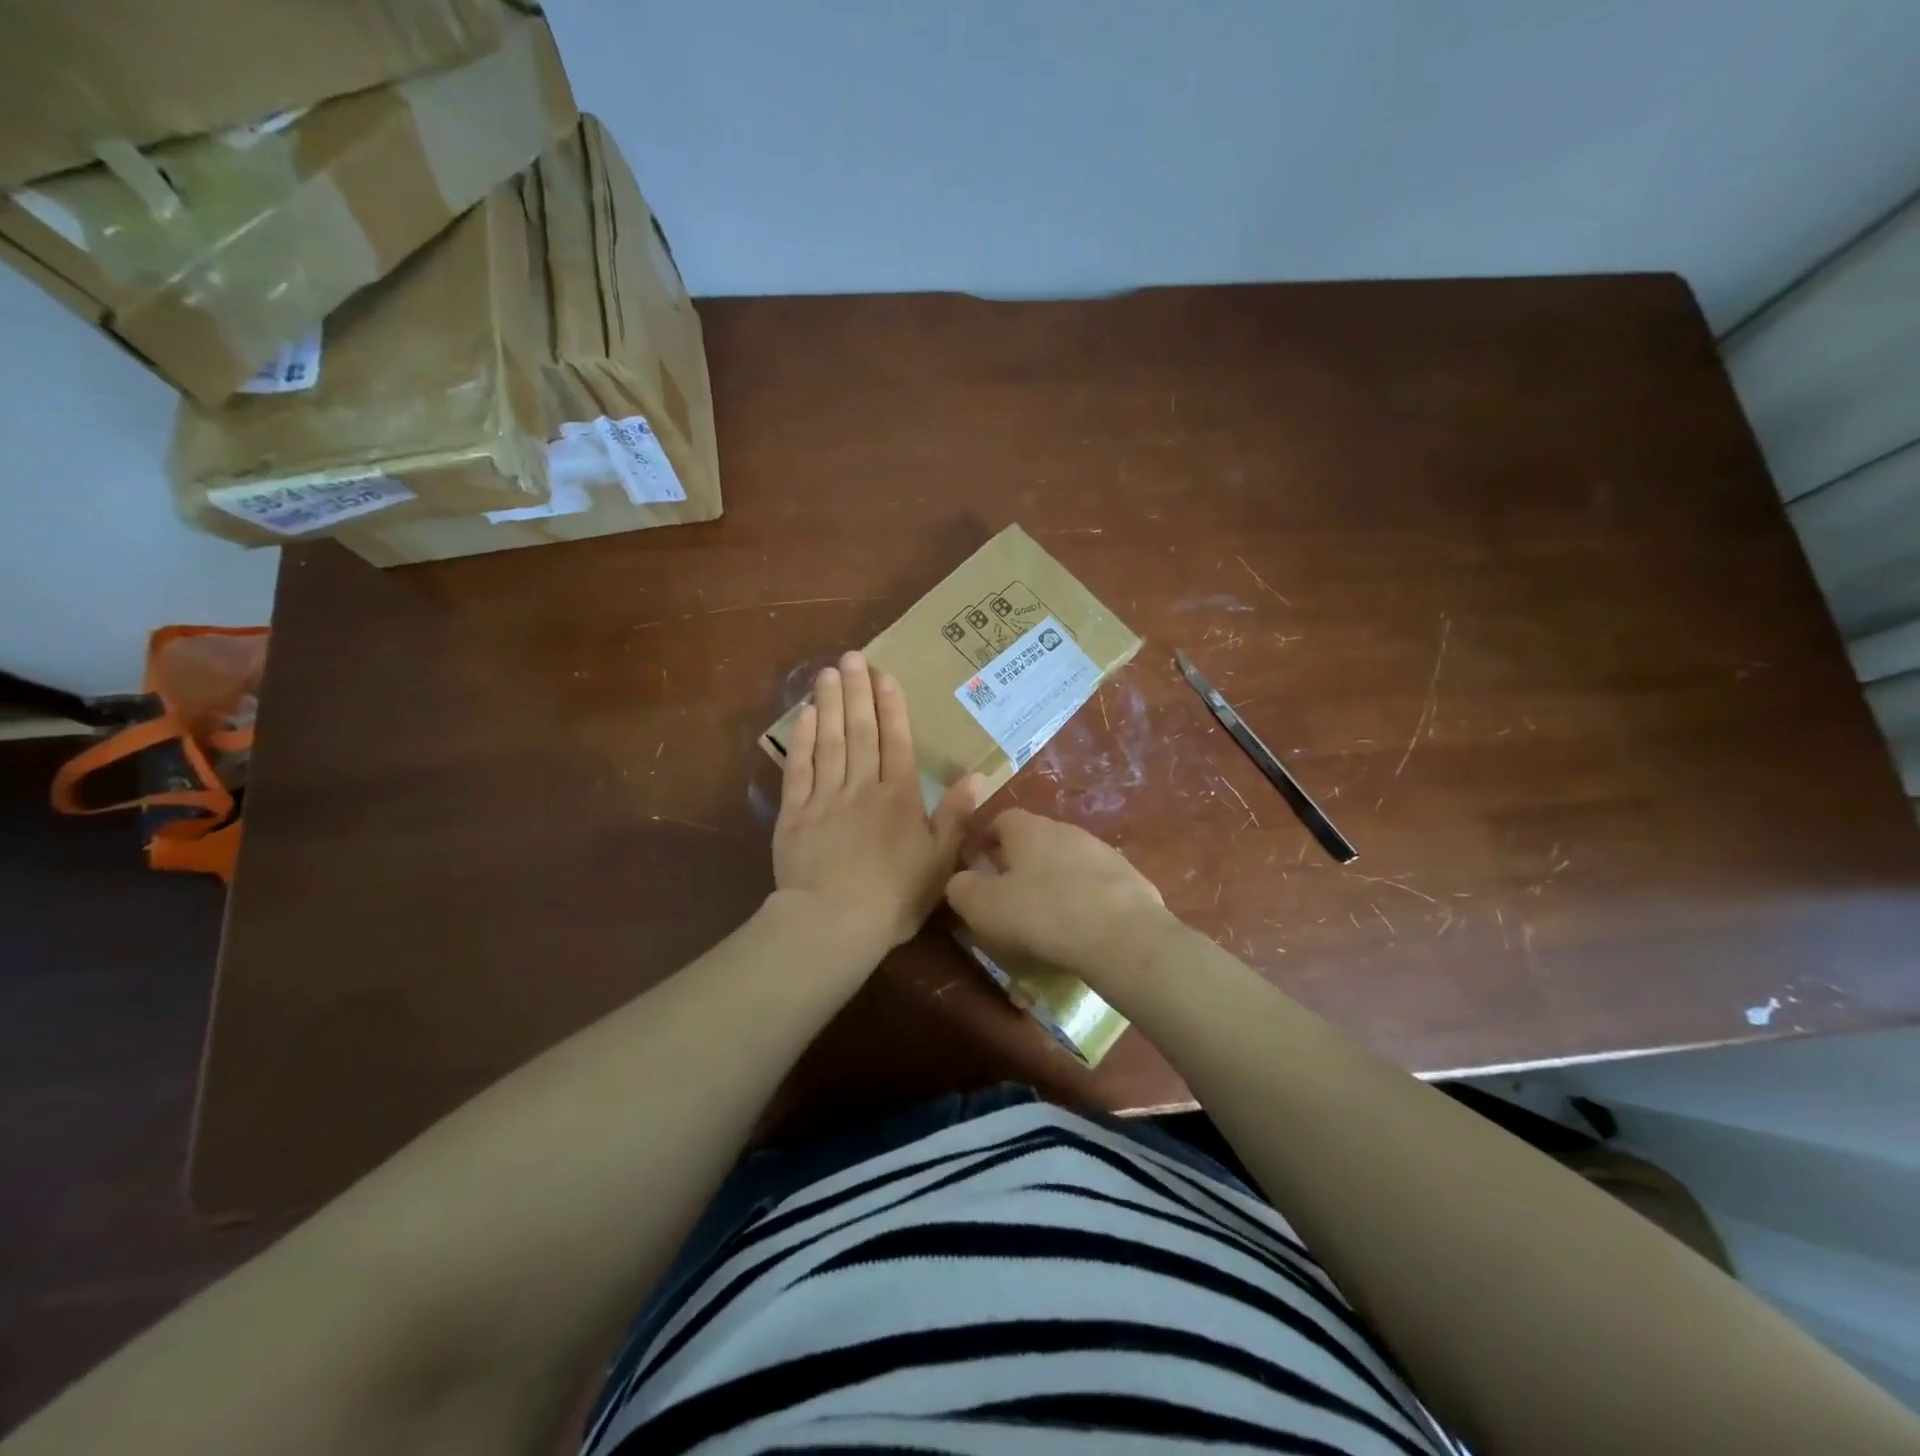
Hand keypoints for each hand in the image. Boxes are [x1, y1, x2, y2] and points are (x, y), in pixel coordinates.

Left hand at [773, 651, 980, 955]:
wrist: (833, 923)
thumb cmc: (895, 897)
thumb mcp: (939, 861)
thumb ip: (955, 816)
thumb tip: (977, 776)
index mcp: (899, 797)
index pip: (896, 741)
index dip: (891, 706)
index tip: (884, 675)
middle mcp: (862, 786)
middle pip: (860, 731)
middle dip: (857, 691)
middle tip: (852, 657)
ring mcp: (825, 797)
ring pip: (829, 741)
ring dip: (829, 704)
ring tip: (828, 673)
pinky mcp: (794, 813)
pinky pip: (799, 768)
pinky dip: (802, 740)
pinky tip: (805, 716)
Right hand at [945, 808, 1177, 977]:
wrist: (1122, 935)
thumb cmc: (1042, 913)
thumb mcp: (983, 906)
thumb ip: (962, 889)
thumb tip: (960, 880)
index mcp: (1028, 828)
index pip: (1000, 820)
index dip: (984, 842)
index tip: (976, 868)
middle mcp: (1066, 830)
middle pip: (1034, 840)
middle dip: (1019, 864)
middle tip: (1007, 898)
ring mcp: (1102, 852)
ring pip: (1067, 862)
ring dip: (1053, 882)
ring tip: (1045, 919)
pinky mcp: (1130, 879)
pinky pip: (1095, 886)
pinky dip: (1084, 901)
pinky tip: (1080, 930)